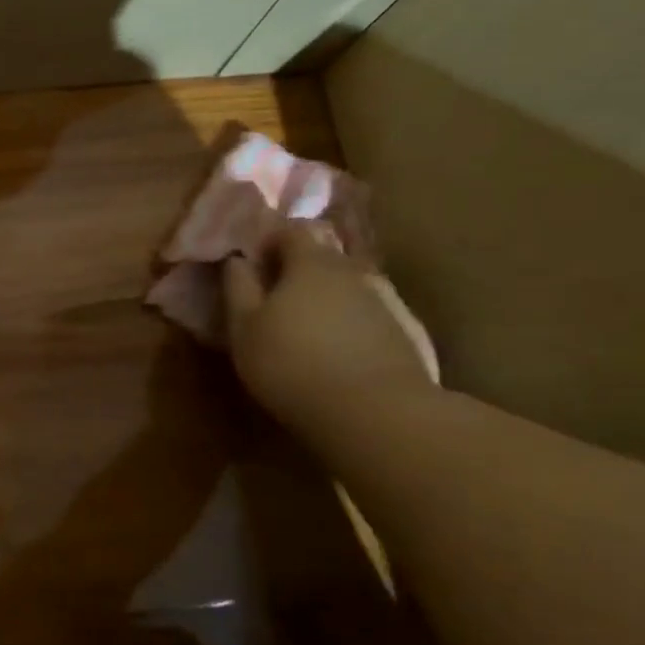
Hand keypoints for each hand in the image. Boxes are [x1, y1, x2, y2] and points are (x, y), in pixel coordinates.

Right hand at [221, 221, 435, 432]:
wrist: (377, 414)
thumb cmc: (292, 363)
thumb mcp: (244, 328)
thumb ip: (238, 287)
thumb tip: (237, 259)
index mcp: (311, 262)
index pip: (291, 230)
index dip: (269, 242)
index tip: (254, 266)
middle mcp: (353, 271)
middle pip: (323, 257)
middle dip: (298, 272)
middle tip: (276, 302)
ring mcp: (387, 302)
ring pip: (348, 289)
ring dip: (326, 301)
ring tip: (308, 333)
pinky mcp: (407, 335)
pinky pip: (370, 318)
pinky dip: (351, 327)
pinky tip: (340, 357)